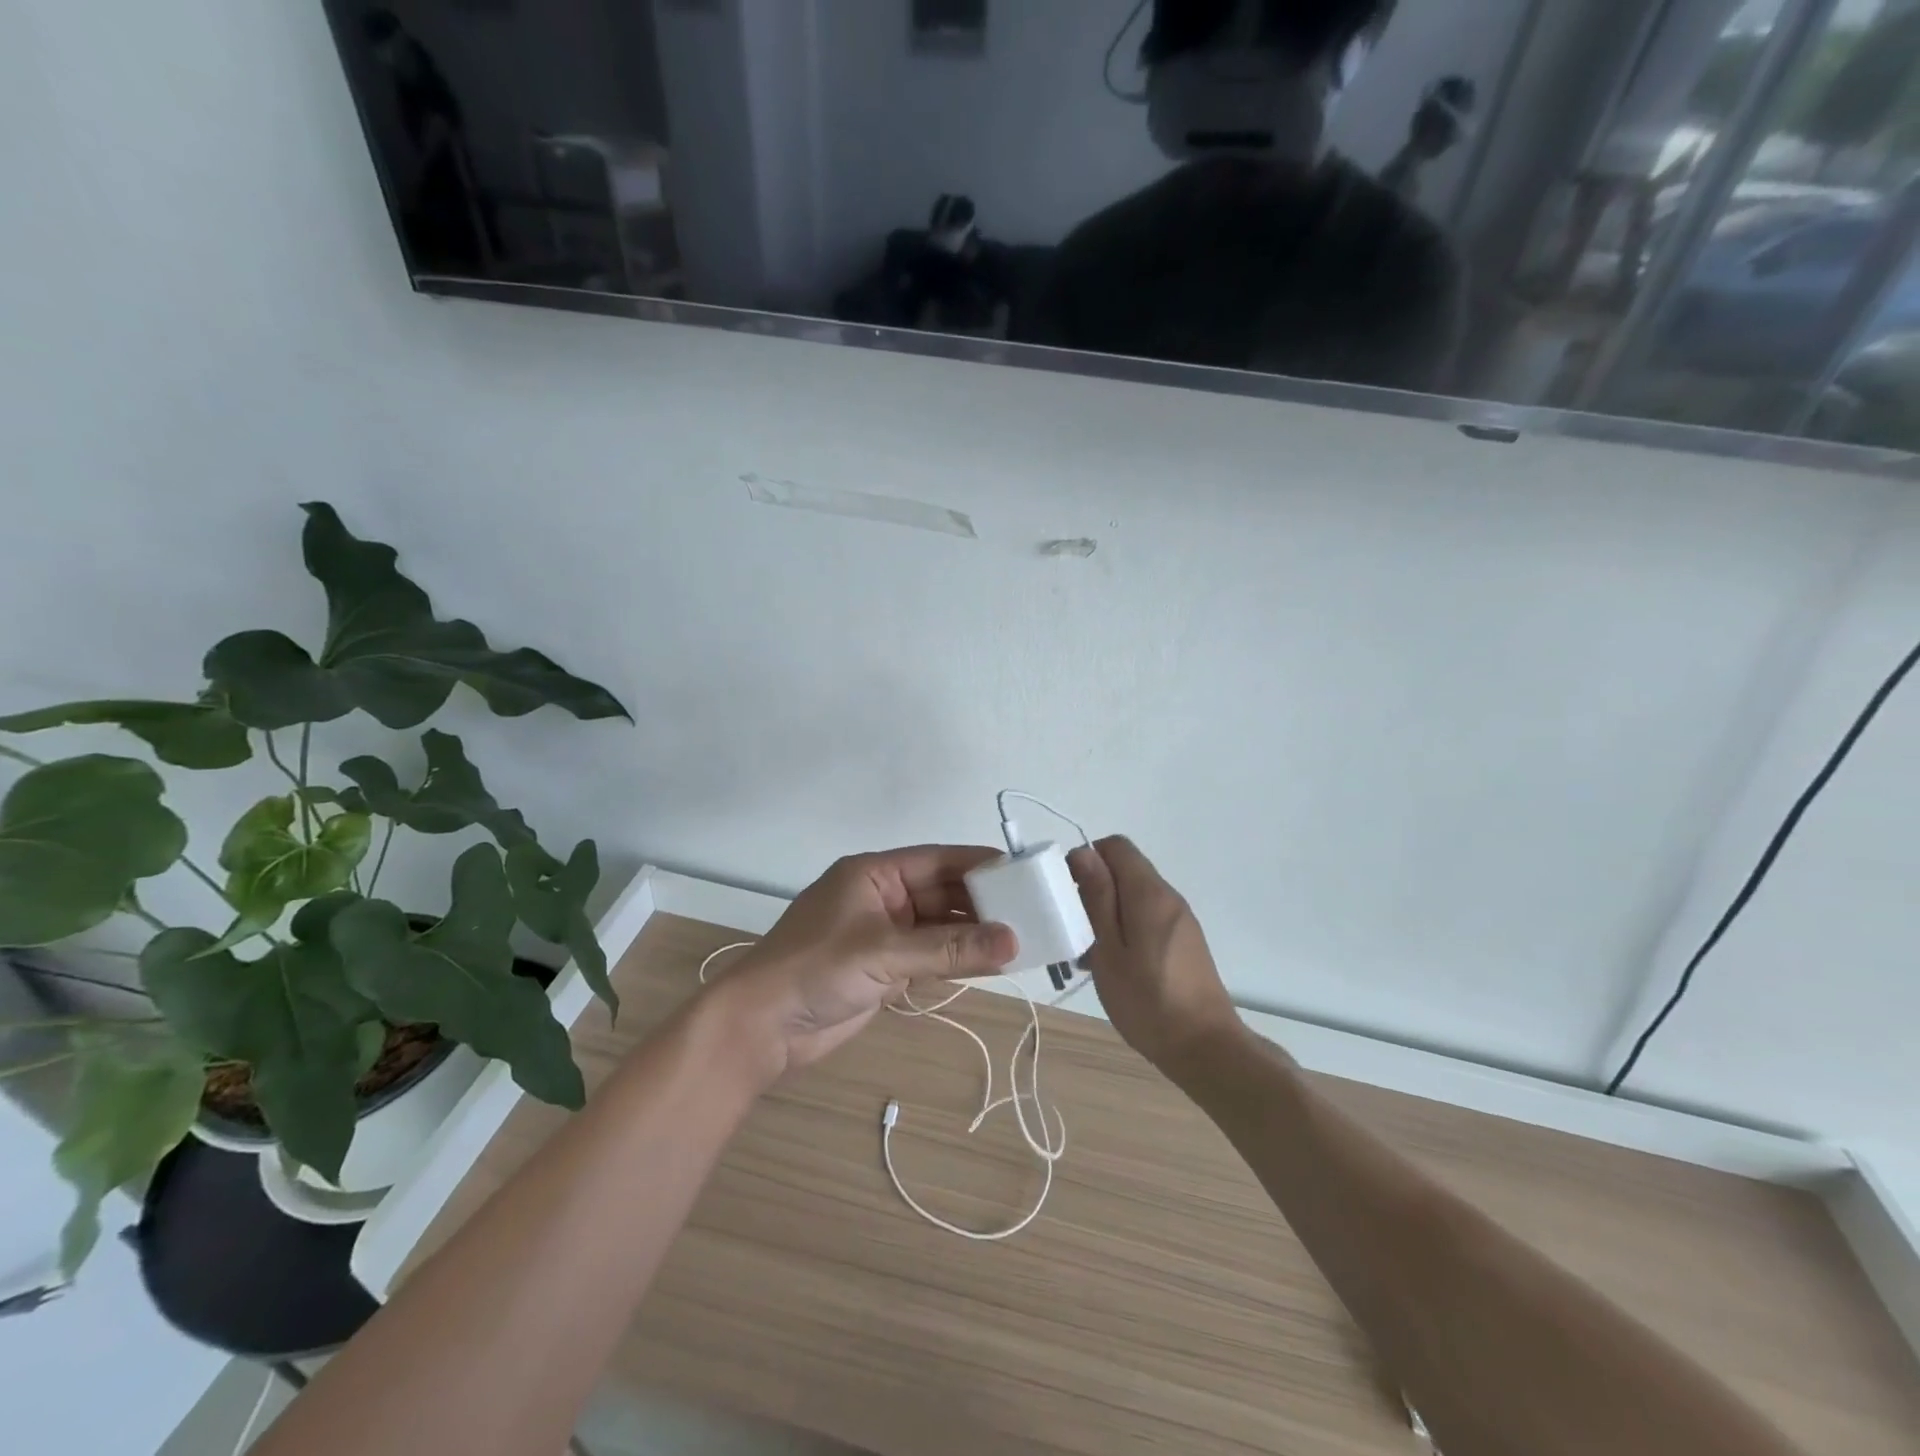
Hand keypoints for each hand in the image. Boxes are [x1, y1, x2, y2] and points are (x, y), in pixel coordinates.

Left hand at [707, 846, 1018, 1081]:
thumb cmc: (815, 969)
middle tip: (1035, 912)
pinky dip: (958, 959)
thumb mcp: (884, 953)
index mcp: (874, 874)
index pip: (938, 860)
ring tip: (1025, 938)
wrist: (761, 1027)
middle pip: (943, 893)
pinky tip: (994, 963)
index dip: (980, 864)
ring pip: (940, 927)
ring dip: (975, 934)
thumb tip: (1013, 941)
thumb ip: (949, 948)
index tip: (1024, 871)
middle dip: (984, 903)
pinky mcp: (885, 968)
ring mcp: (884, 934)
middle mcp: (883, 897)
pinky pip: (931, 956)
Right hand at [1068, 835, 1240, 1075]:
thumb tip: (1084, 853)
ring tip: (1089, 954)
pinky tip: (1114, 965)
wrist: (1205, 1048)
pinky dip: (1126, 929)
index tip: (1067, 892)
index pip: (1115, 846)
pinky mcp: (1184, 941)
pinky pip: (1148, 918)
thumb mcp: (1109, 949)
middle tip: (1074, 929)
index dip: (1086, 859)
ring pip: (1134, 896)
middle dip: (1094, 889)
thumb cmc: (1147, 1000)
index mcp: (1149, 893)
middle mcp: (1168, 897)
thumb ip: (1097, 898)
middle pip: (1125, 870)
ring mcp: (1180, 920)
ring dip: (1108, 913)